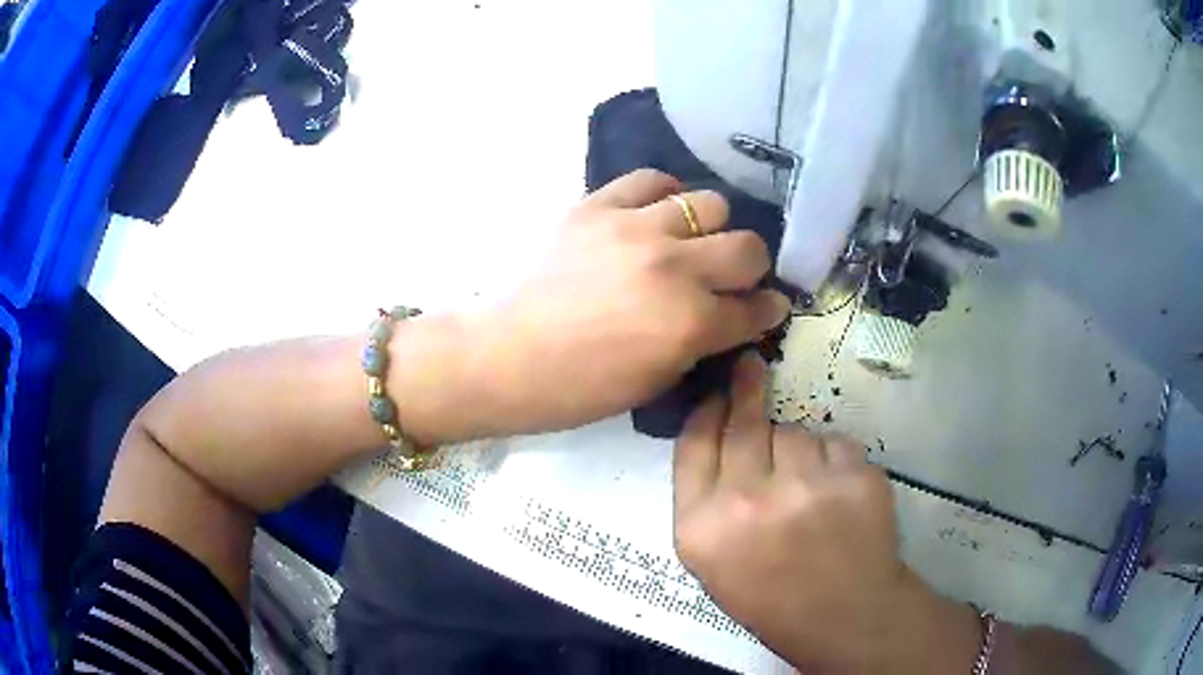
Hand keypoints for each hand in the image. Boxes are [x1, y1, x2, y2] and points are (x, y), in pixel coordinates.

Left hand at [475, 169, 790, 434]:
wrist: (509, 356)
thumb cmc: (581, 387)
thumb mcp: (657, 381)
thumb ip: (701, 342)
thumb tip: (726, 316)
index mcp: (691, 323)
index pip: (756, 308)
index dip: (768, 310)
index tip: (767, 307)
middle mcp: (676, 268)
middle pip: (748, 247)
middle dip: (751, 268)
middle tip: (730, 277)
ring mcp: (637, 229)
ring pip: (710, 204)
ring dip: (710, 229)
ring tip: (690, 242)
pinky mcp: (599, 206)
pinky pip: (651, 180)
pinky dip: (664, 194)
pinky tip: (658, 213)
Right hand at [672, 353, 981, 673]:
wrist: (843, 615)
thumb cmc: (770, 594)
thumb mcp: (711, 560)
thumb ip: (704, 500)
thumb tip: (716, 432)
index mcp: (703, 527)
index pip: (694, 443)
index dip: (706, 410)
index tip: (716, 391)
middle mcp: (748, 501)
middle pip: (743, 424)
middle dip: (745, 389)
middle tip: (749, 366)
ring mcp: (806, 486)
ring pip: (794, 432)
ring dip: (797, 448)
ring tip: (807, 489)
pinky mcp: (854, 476)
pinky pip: (835, 442)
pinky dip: (834, 460)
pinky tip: (837, 495)